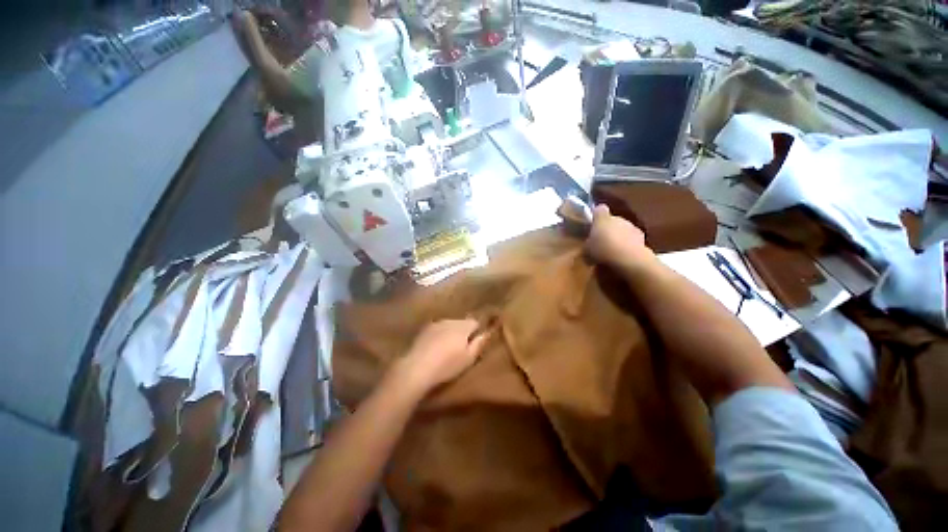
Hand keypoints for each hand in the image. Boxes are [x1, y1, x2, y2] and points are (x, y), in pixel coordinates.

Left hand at [396, 319, 489, 394]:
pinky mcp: (424, 330)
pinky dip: (439, 336)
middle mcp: (450, 320)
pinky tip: (435, 348)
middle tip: (462, 348)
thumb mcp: (469, 358)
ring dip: (450, 333)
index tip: (475, 343)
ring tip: (447, 349)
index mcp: (463, 326)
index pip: (475, 322)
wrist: (417, 368)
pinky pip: (437, 330)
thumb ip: (479, 343)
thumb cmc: (447, 365)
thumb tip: (487, 333)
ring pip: (448, 325)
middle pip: (461, 323)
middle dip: (463, 332)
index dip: (477, 332)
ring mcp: (435, 324)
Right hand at [585, 204, 653, 271]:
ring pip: (623, 229)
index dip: (596, 215)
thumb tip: (589, 243)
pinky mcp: (642, 237)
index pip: (599, 209)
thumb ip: (588, 243)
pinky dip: (628, 244)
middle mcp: (618, 218)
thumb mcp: (587, 249)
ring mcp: (632, 226)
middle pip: (612, 220)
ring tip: (613, 250)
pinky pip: (632, 239)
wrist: (629, 258)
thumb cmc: (603, 250)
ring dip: (619, 236)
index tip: (593, 223)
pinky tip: (624, 255)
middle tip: (602, 241)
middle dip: (608, 229)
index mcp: (602, 218)